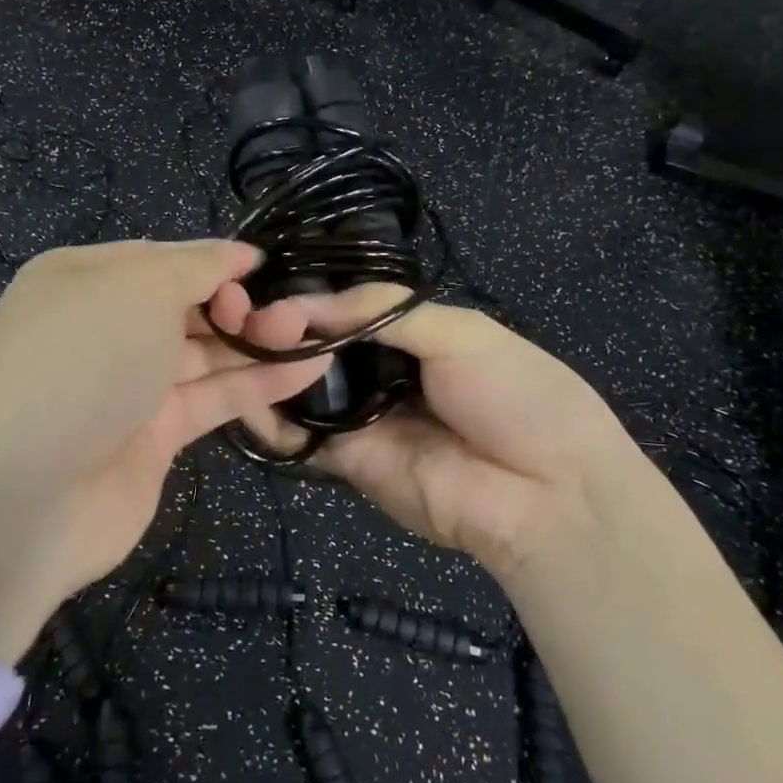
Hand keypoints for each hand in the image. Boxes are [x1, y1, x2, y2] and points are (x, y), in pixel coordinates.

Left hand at [0, 241, 332, 663]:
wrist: (23, 497)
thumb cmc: (81, 361)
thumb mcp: (137, 287)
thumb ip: (194, 266)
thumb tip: (236, 253)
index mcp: (87, 279)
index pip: (165, 259)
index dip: (217, 261)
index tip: (267, 268)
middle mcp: (107, 328)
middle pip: (189, 305)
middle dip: (241, 302)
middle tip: (287, 311)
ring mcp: (131, 386)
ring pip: (207, 352)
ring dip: (258, 341)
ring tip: (315, 332)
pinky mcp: (156, 436)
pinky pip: (214, 397)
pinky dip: (258, 382)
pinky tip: (309, 366)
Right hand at [220, 285, 637, 577]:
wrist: (549, 495)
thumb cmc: (516, 396)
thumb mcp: (459, 332)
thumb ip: (380, 312)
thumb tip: (302, 302)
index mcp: (411, 334)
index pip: (344, 308)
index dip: (306, 297)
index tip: (262, 286)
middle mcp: (379, 371)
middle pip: (316, 347)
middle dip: (279, 329)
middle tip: (236, 315)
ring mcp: (360, 418)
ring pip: (299, 389)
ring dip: (267, 367)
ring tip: (233, 345)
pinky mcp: (347, 461)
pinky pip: (300, 437)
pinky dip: (268, 420)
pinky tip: (245, 395)